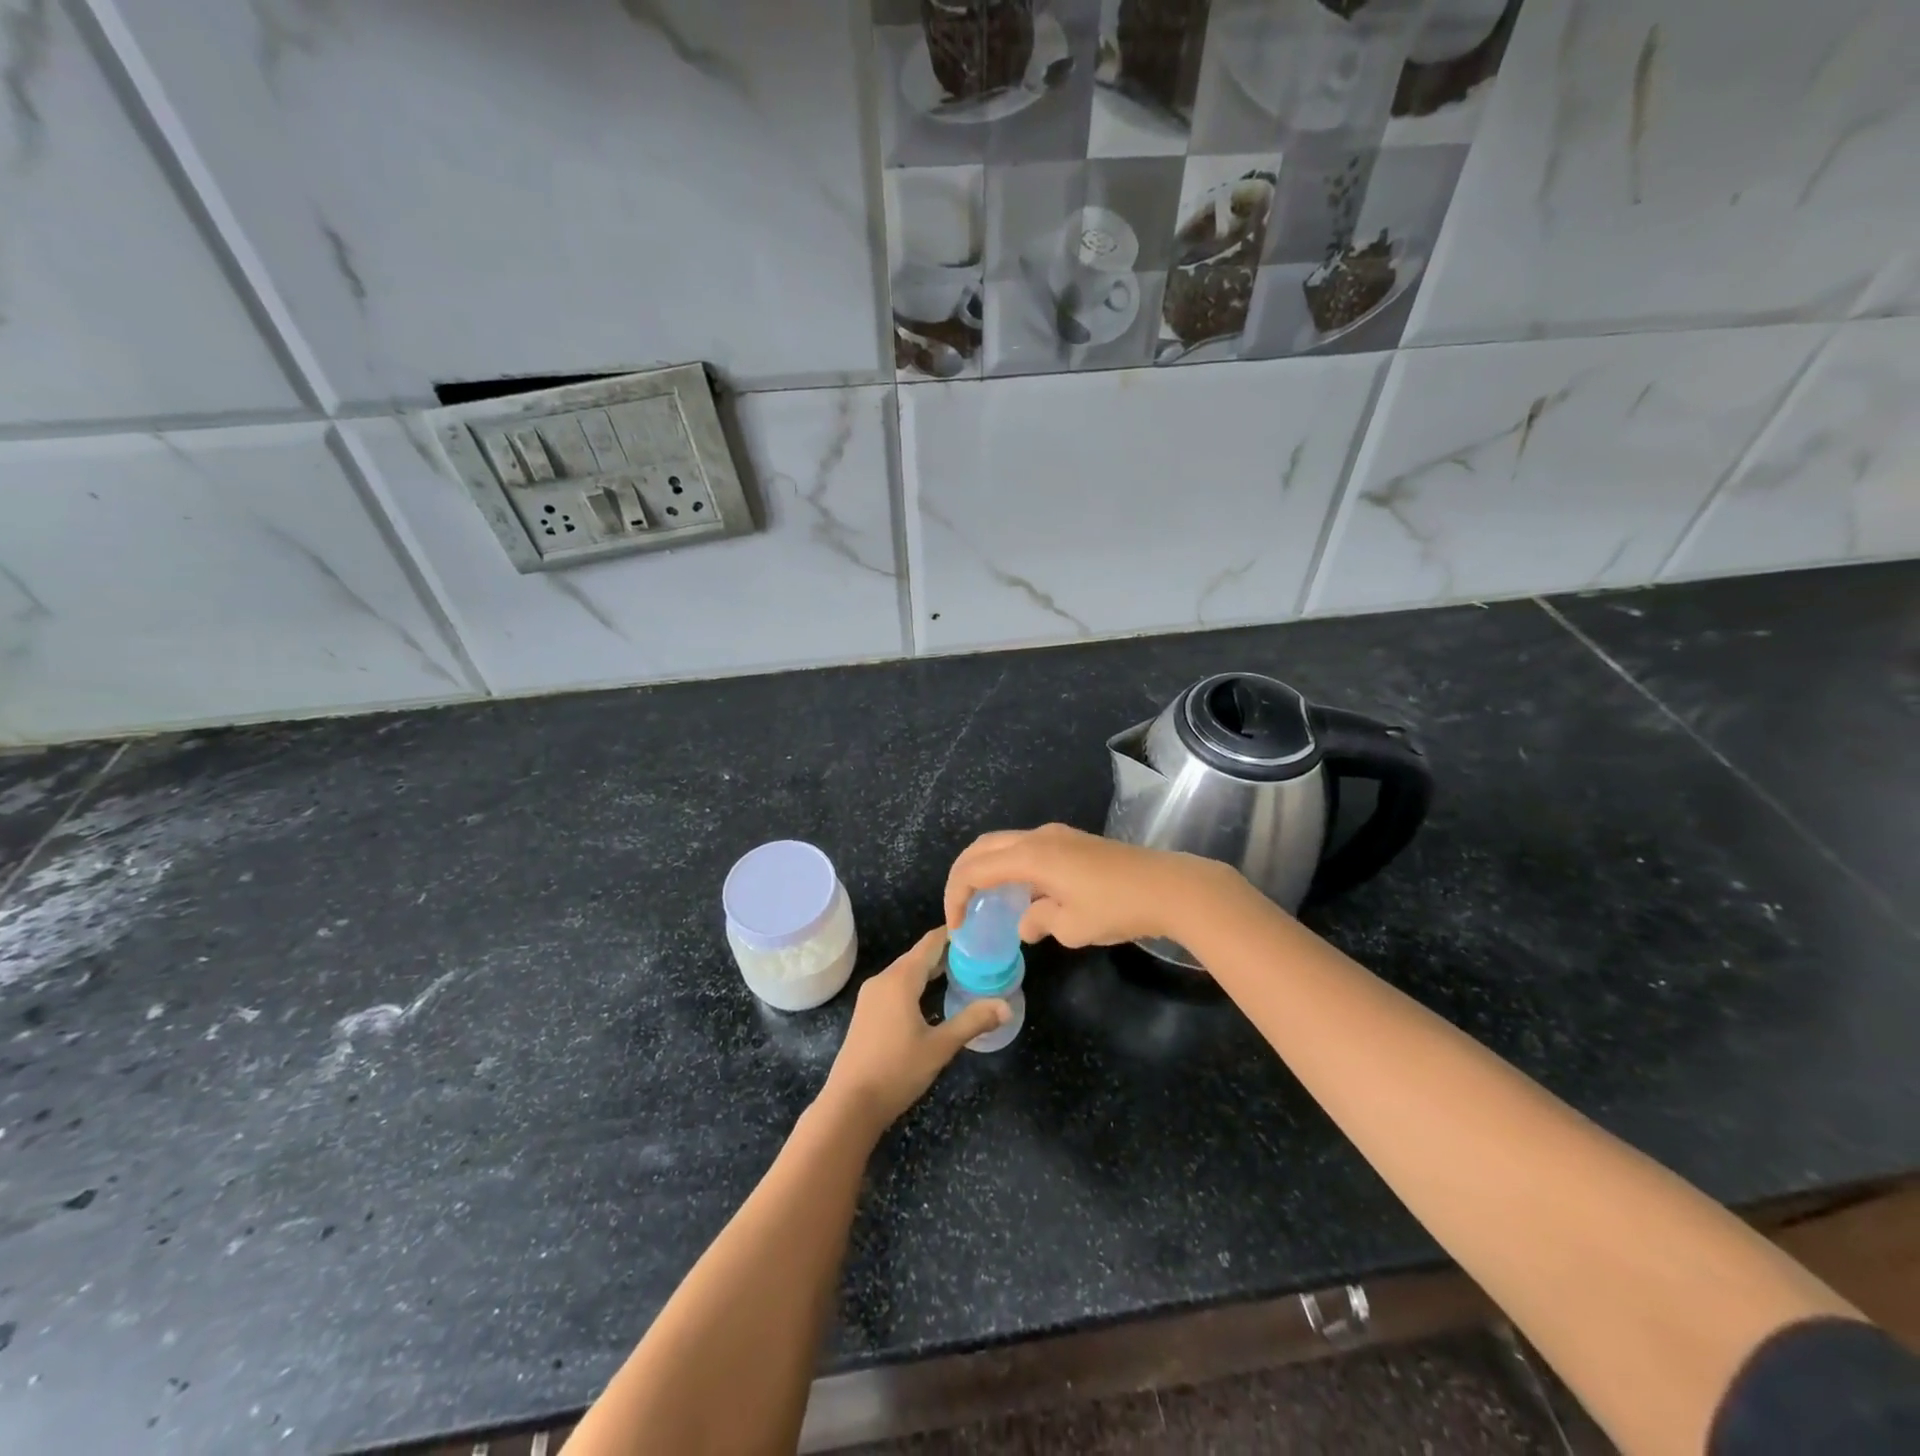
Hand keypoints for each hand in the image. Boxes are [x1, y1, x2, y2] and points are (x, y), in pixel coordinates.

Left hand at [818, 929, 1007, 1136]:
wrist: (850, 1104)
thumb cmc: (897, 1071)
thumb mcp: (940, 1046)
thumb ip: (973, 1022)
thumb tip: (1006, 1007)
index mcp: (900, 979)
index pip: (930, 943)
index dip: (953, 934)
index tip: (978, 931)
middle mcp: (883, 979)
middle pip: (918, 956)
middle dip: (946, 953)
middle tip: (978, 955)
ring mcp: (871, 996)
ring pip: (905, 971)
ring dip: (931, 969)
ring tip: (961, 973)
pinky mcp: (866, 1012)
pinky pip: (895, 986)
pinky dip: (916, 984)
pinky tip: (931, 998)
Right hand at [945, 823, 1236, 948]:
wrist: (1168, 887)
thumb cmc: (1116, 908)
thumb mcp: (1071, 927)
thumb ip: (1038, 922)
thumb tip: (1025, 924)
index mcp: (1030, 856)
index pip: (976, 869)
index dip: (957, 895)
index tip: (957, 926)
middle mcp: (1038, 838)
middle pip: (984, 847)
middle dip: (964, 874)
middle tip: (960, 906)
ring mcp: (1058, 836)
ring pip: (1006, 844)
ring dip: (989, 867)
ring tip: (986, 901)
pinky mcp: (1074, 842)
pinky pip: (1027, 848)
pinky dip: (1011, 866)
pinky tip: (1022, 893)